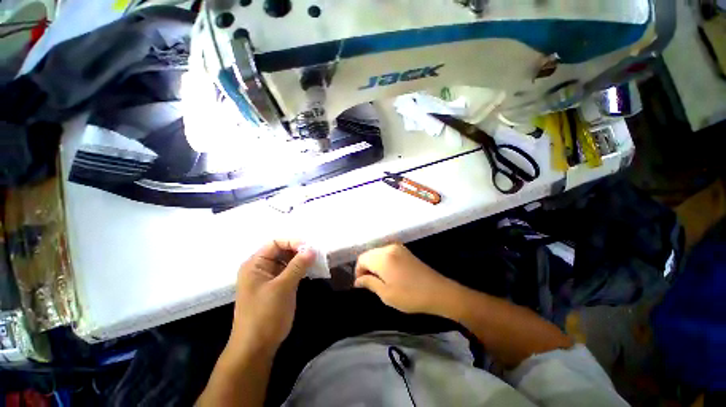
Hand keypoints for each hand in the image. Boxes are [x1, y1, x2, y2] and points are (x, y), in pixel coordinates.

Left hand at [227, 239, 315, 356]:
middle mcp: (261, 267)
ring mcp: (268, 278)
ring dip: (301, 260)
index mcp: (255, 264)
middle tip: (317, 253)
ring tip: (317, 260)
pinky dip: (300, 269)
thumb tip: (312, 249)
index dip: (293, 242)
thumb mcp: (283, 287)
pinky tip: (311, 270)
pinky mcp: (276, 287)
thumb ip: (298, 266)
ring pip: (287, 261)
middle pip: (282, 250)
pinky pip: (289, 272)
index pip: (275, 243)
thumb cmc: (265, 315)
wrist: (256, 348)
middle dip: (299, 250)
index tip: (310, 247)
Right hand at [354, 243, 454, 314]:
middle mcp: (388, 248)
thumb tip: (358, 280)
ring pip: (378, 253)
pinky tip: (388, 273)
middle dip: (365, 267)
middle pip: (369, 254)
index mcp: (382, 258)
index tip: (361, 284)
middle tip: (369, 283)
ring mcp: (398, 247)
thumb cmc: (410, 296)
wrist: (438, 291)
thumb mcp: (386, 294)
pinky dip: (383, 261)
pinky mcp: (405, 250)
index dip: (358, 271)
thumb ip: (369, 283)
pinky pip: (387, 252)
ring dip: (374, 264)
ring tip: (379, 279)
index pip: (362, 259)